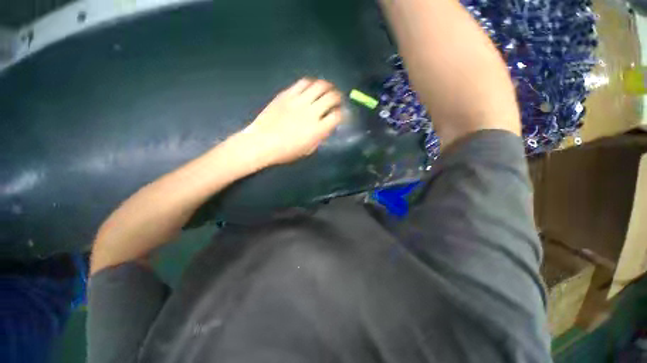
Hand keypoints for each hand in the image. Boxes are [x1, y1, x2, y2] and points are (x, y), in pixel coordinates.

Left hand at [233, 78, 344, 167]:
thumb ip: (319, 137)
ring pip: (319, 86)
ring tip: (328, 89)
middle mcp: (311, 113)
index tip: (341, 114)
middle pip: (331, 97)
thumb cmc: (285, 152)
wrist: (261, 142)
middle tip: (337, 99)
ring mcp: (298, 101)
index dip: (342, 114)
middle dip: (338, 97)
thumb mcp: (308, 149)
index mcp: (317, 130)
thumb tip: (326, 127)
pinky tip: (312, 87)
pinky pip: (302, 83)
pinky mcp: (286, 94)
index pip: (337, 116)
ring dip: (327, 86)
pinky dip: (311, 83)